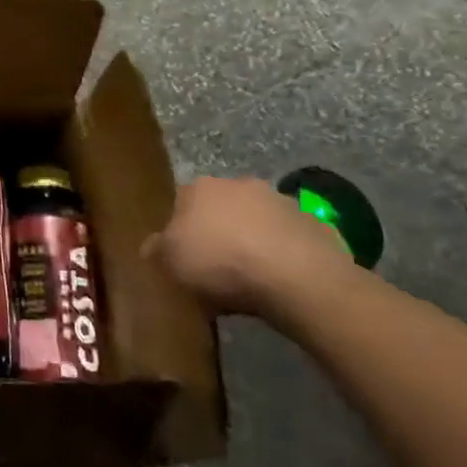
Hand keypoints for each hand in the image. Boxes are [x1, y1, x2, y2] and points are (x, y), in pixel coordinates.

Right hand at [146, 175, 352, 316]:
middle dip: (217, 232)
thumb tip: (150, 246)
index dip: (179, 230)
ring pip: (256, 222)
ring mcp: (281, 202)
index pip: (180, 202)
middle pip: (220, 208)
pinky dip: (283, 256)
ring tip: (251, 279)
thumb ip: (156, 250)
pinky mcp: (315, 225)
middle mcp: (238, 184)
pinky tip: (280, 282)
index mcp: (199, 187)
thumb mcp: (170, 262)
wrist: (298, 279)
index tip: (183, 257)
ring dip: (252, 242)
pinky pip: (288, 241)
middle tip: (215, 267)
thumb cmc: (221, 263)